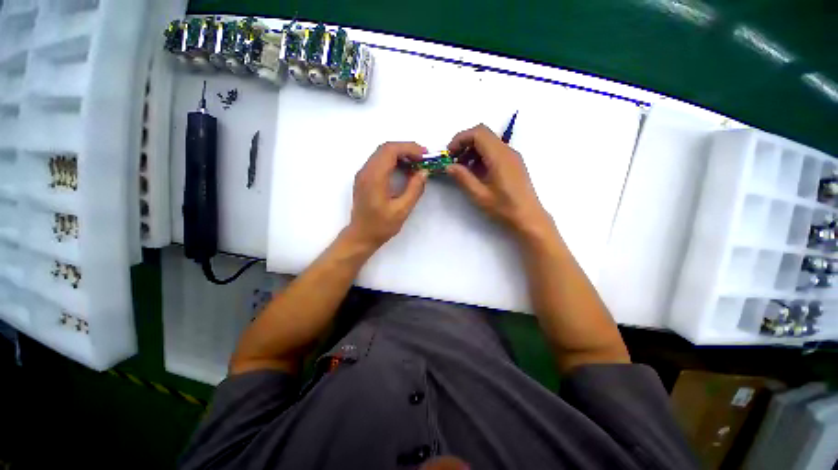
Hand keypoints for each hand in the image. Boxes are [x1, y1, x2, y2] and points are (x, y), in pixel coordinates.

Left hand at [347, 142, 427, 249]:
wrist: (361, 236)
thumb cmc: (381, 226)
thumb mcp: (402, 210)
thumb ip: (414, 189)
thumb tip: (424, 172)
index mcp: (374, 177)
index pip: (390, 150)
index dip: (409, 148)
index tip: (424, 155)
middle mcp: (366, 171)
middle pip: (385, 148)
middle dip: (406, 149)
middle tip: (423, 158)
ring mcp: (363, 174)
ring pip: (382, 153)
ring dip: (400, 154)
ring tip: (416, 163)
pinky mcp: (364, 179)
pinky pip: (379, 162)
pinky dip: (393, 161)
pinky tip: (404, 170)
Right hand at [446, 124, 551, 236]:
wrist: (528, 218)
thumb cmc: (504, 208)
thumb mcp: (479, 195)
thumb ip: (463, 178)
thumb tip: (449, 166)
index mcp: (499, 156)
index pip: (478, 133)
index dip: (460, 139)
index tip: (449, 153)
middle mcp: (507, 151)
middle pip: (483, 134)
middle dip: (465, 143)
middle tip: (453, 160)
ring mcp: (512, 156)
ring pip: (489, 142)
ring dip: (472, 150)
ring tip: (462, 168)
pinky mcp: (513, 164)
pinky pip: (495, 151)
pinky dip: (481, 156)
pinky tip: (475, 172)